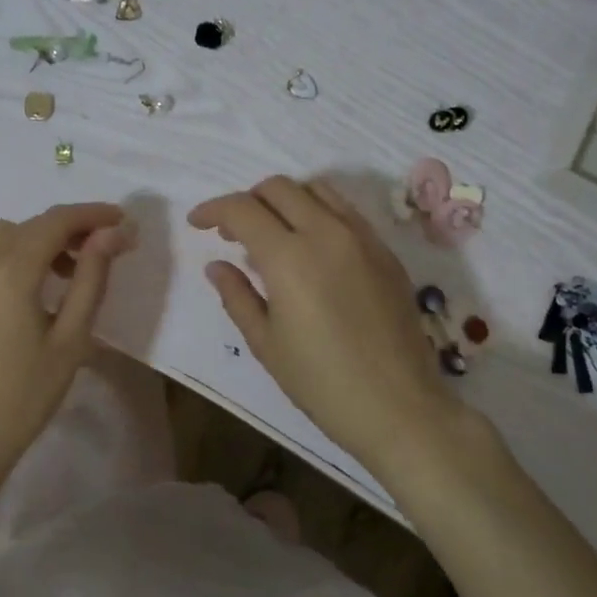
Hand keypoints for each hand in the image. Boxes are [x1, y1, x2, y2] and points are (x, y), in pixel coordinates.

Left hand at [0, 202, 135, 474]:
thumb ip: (91, 277)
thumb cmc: (25, 396)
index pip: (56, 221)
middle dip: (64, 230)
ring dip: (31, 243)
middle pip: (26, 226)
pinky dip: (2, 263)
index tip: (119, 219)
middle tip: (95, 252)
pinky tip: (16, 298)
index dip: (91, 214)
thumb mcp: (71, 338)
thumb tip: (111, 234)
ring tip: (57, 275)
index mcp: (10, 272)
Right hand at [189, 176, 458, 475]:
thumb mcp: (266, 343)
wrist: (399, 408)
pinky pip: (346, 211)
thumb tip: (217, 265)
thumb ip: (237, 296)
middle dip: (247, 201)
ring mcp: (362, 238)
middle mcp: (327, 232)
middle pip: (278, 188)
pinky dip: (318, 213)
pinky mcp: (386, 251)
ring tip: (272, 233)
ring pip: (316, 189)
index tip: (197, 223)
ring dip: (285, 200)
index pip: (242, 209)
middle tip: (232, 232)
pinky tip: (311, 248)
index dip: (213, 210)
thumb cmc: (322, 383)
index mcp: (289, 257)